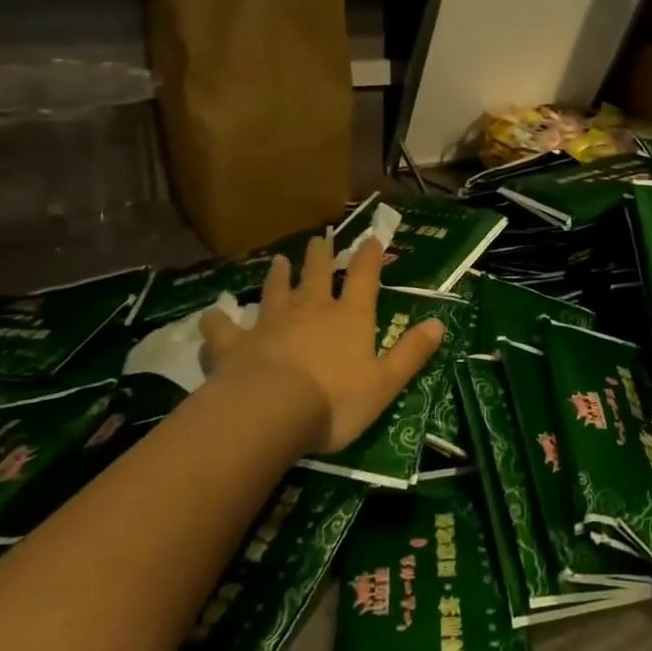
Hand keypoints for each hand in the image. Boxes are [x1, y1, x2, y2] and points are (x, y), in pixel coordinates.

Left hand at [200, 235, 444, 453]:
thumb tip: (439, 324)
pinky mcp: (235, 344)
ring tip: (277, 261)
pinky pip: (223, 328)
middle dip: (321, 256)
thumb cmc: (336, 400)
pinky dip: (218, 321)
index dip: (369, 257)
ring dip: (277, 276)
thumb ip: (411, 353)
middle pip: (317, 275)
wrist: (270, 412)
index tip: (371, 238)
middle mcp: (311, 310)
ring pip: (274, 292)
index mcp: (349, 318)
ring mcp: (270, 323)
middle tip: (320, 239)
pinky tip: (212, 316)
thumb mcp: (386, 383)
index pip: (364, 278)